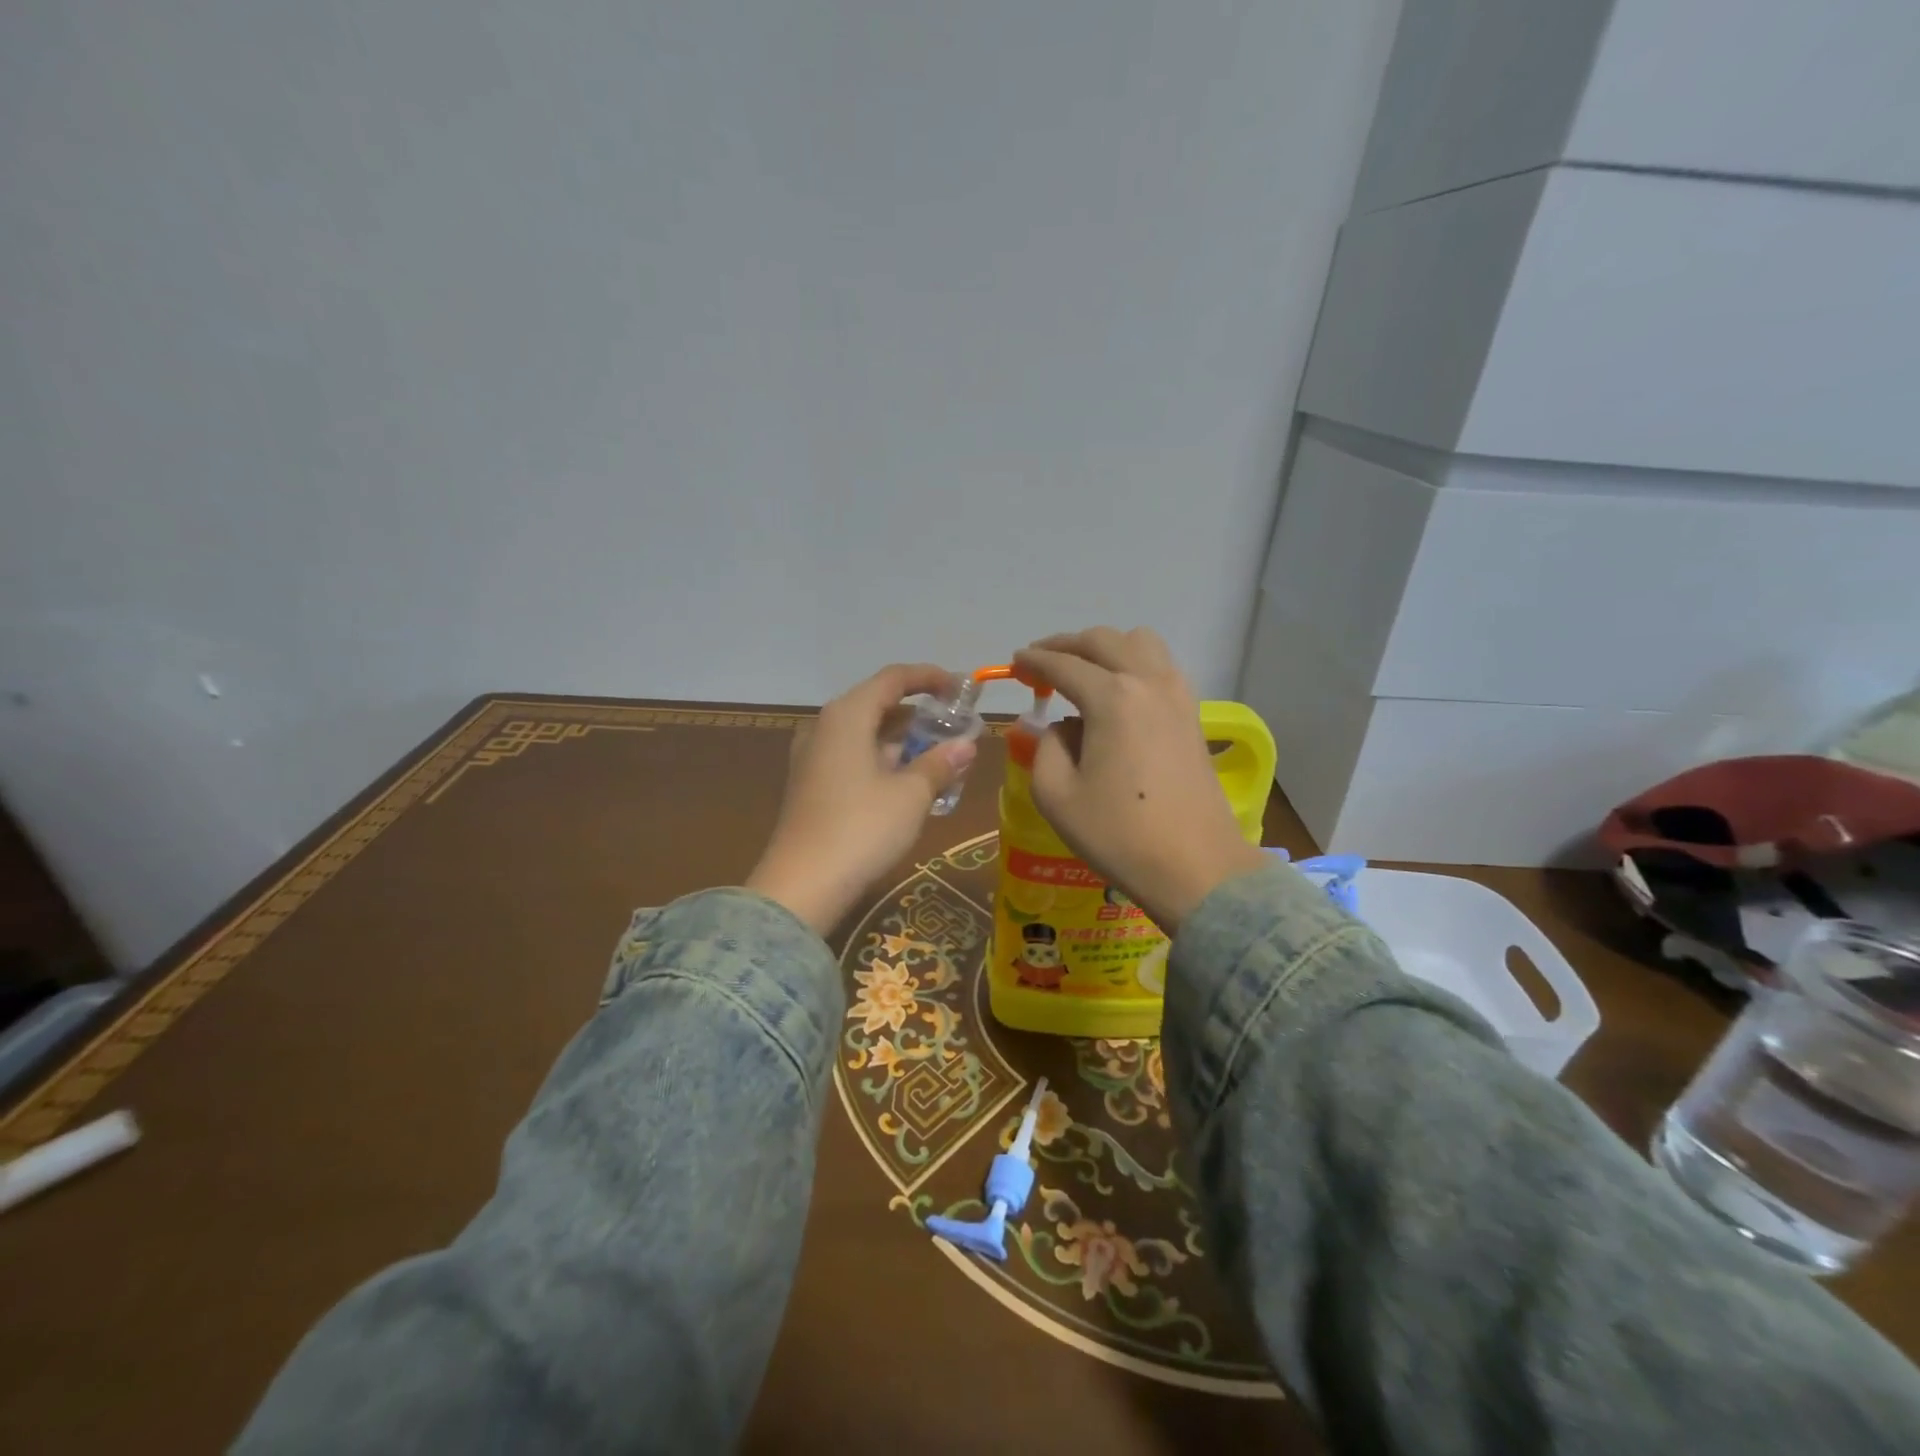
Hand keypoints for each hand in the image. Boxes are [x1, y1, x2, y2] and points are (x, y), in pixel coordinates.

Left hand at [745, 664, 977, 935]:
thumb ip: (939, 763)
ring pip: (865, 734)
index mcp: (847, 715)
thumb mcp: (911, 794)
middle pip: (877, 704)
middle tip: (956, 726)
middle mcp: (825, 727)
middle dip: (919, 713)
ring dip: (902, 740)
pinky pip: (853, 757)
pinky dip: (883, 760)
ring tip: (940, 756)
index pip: (893, 678)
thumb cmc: (862, 828)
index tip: (961, 687)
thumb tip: (965, 745)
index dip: (929, 678)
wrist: (802, 885)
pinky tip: (908, 783)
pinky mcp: (810, 785)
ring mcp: (812, 757)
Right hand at [1014, 627, 1265, 932]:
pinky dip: (1133, 664)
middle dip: (1066, 644)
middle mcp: (1148, 682)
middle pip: (1103, 641)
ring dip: (1106, 648)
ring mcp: (1178, 695)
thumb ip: (1045, 748)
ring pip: (1140, 643)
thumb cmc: (1119, 834)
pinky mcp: (1193, 714)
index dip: (1034, 661)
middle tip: (1041, 662)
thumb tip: (1060, 728)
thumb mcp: (1056, 795)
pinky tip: (1118, 693)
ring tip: (1083, 672)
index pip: (1064, 664)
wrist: (1196, 867)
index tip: (1014, 663)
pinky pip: (1160, 667)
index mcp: (1111, 698)